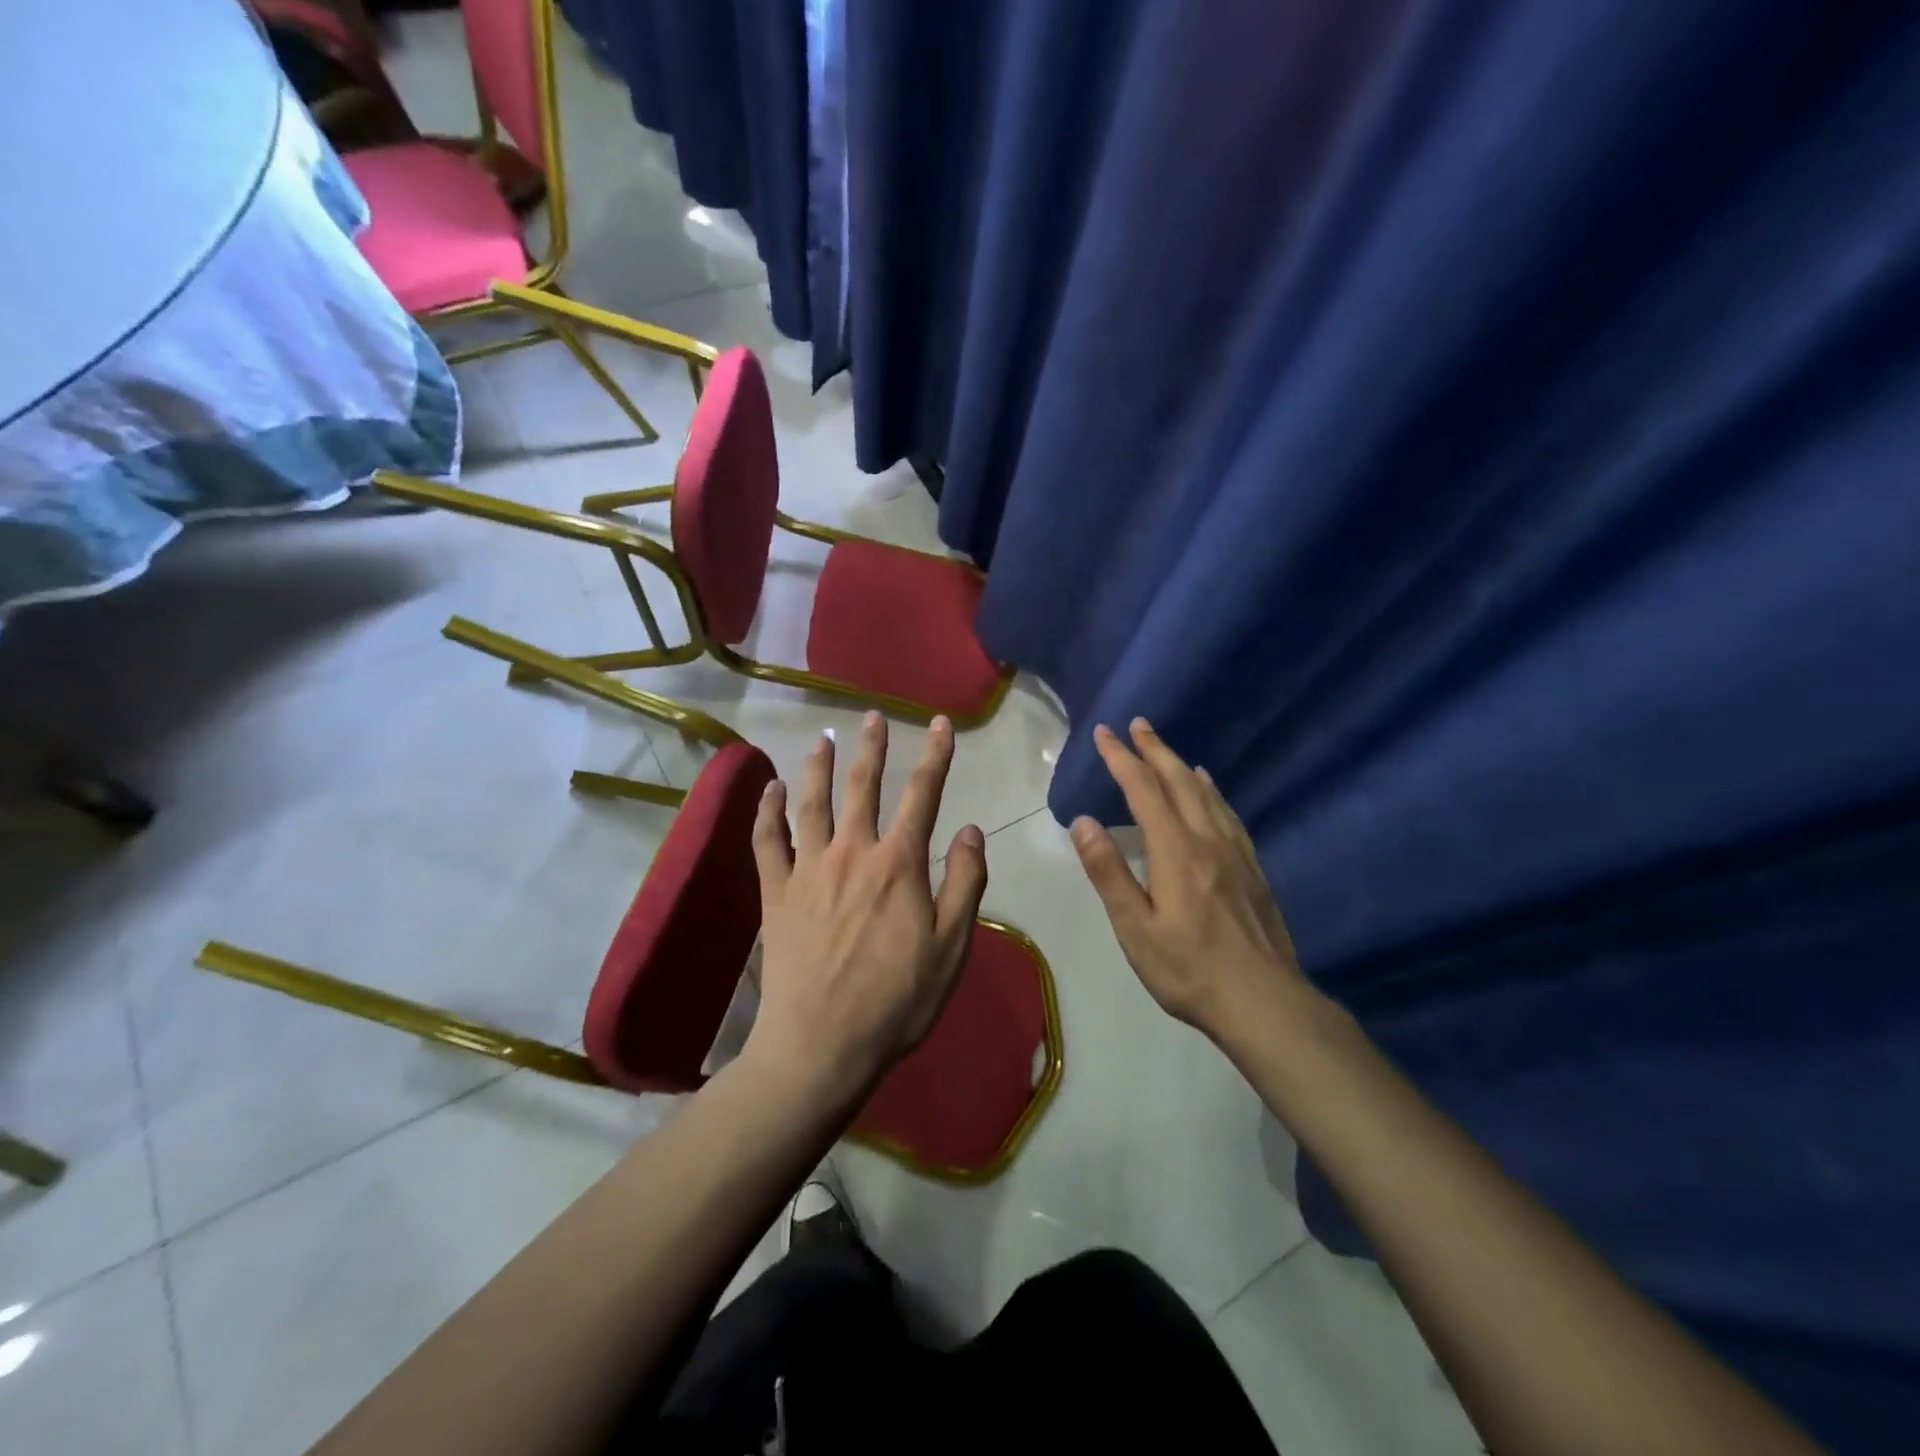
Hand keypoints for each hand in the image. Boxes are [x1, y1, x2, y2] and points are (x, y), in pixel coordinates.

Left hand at [744, 712, 989, 1107]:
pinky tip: (769, 789)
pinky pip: (767, 840)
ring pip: (812, 803)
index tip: (941, 724)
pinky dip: (767, 810)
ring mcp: (808, 869)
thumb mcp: (952, 947)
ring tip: (824, 738)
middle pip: (863, 786)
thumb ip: (965, 883)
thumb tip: (972, 829)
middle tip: (873, 717)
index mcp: (898, 864)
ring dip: (819, 766)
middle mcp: (852, 852)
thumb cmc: (896, 1000)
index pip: (923, 794)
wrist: (822, 1045)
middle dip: (872, 747)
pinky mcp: (775, 893)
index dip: (936, 755)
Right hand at [1070, 719, 1306, 1040]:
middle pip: (1179, 782)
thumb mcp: (1135, 928)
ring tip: (1168, 750)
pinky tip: (1212, 793)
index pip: (1143, 790)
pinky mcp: (1253, 871)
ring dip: (1182, 766)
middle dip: (1155, 750)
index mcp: (1175, 851)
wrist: (1264, 1002)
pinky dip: (1213, 793)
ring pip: (1207, 795)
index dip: (1122, 758)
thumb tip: (1084, 821)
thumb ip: (1108, 872)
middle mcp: (1207, 840)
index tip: (1105, 733)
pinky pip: (1229, 816)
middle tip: (1138, 724)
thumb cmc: (1189, 970)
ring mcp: (1235, 854)